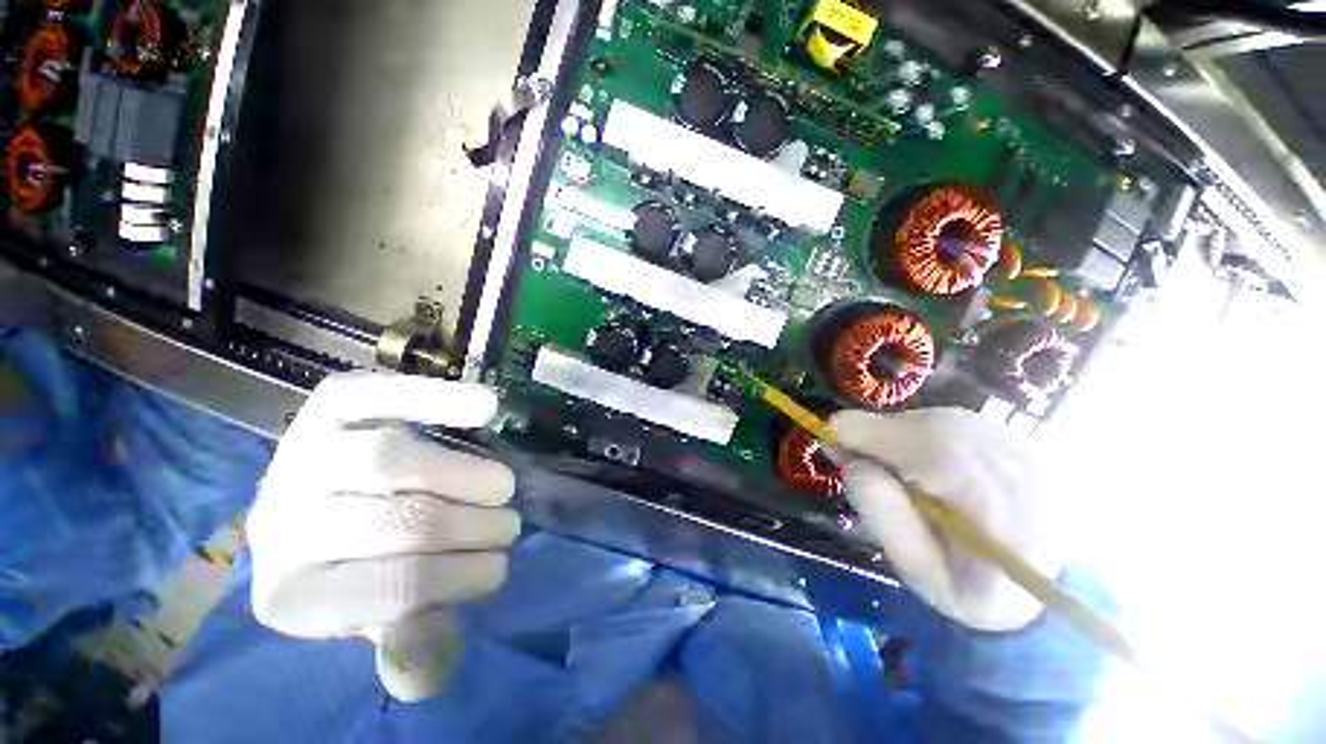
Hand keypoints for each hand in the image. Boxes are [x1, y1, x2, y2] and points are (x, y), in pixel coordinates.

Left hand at [248, 373, 518, 701]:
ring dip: (467, 475)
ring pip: (392, 460)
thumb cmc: (360, 567)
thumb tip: (426, 674)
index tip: (498, 568)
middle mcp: (279, 524)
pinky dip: (438, 398)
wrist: (321, 505)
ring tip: (502, 487)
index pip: (389, 588)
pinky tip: (487, 407)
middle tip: (508, 525)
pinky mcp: (328, 409)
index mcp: (293, 594)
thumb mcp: (381, 616)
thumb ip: (407, 640)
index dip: (458, 578)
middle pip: (395, 520)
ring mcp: (300, 457)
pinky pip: (381, 396)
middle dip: (469, 525)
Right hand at [831, 408, 1062, 631]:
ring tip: (922, 487)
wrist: (1065, 589)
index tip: (837, 459)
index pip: (880, 430)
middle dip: (878, 448)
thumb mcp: (917, 569)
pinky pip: (945, 424)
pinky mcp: (1011, 430)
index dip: (849, 441)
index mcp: (966, 477)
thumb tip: (849, 461)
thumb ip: (878, 509)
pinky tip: (948, 477)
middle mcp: (988, 438)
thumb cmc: (984, 591)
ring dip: (904, 447)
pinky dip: (930, 444)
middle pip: (898, 422)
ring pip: (920, 420)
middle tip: (884, 486)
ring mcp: (1006, 430)